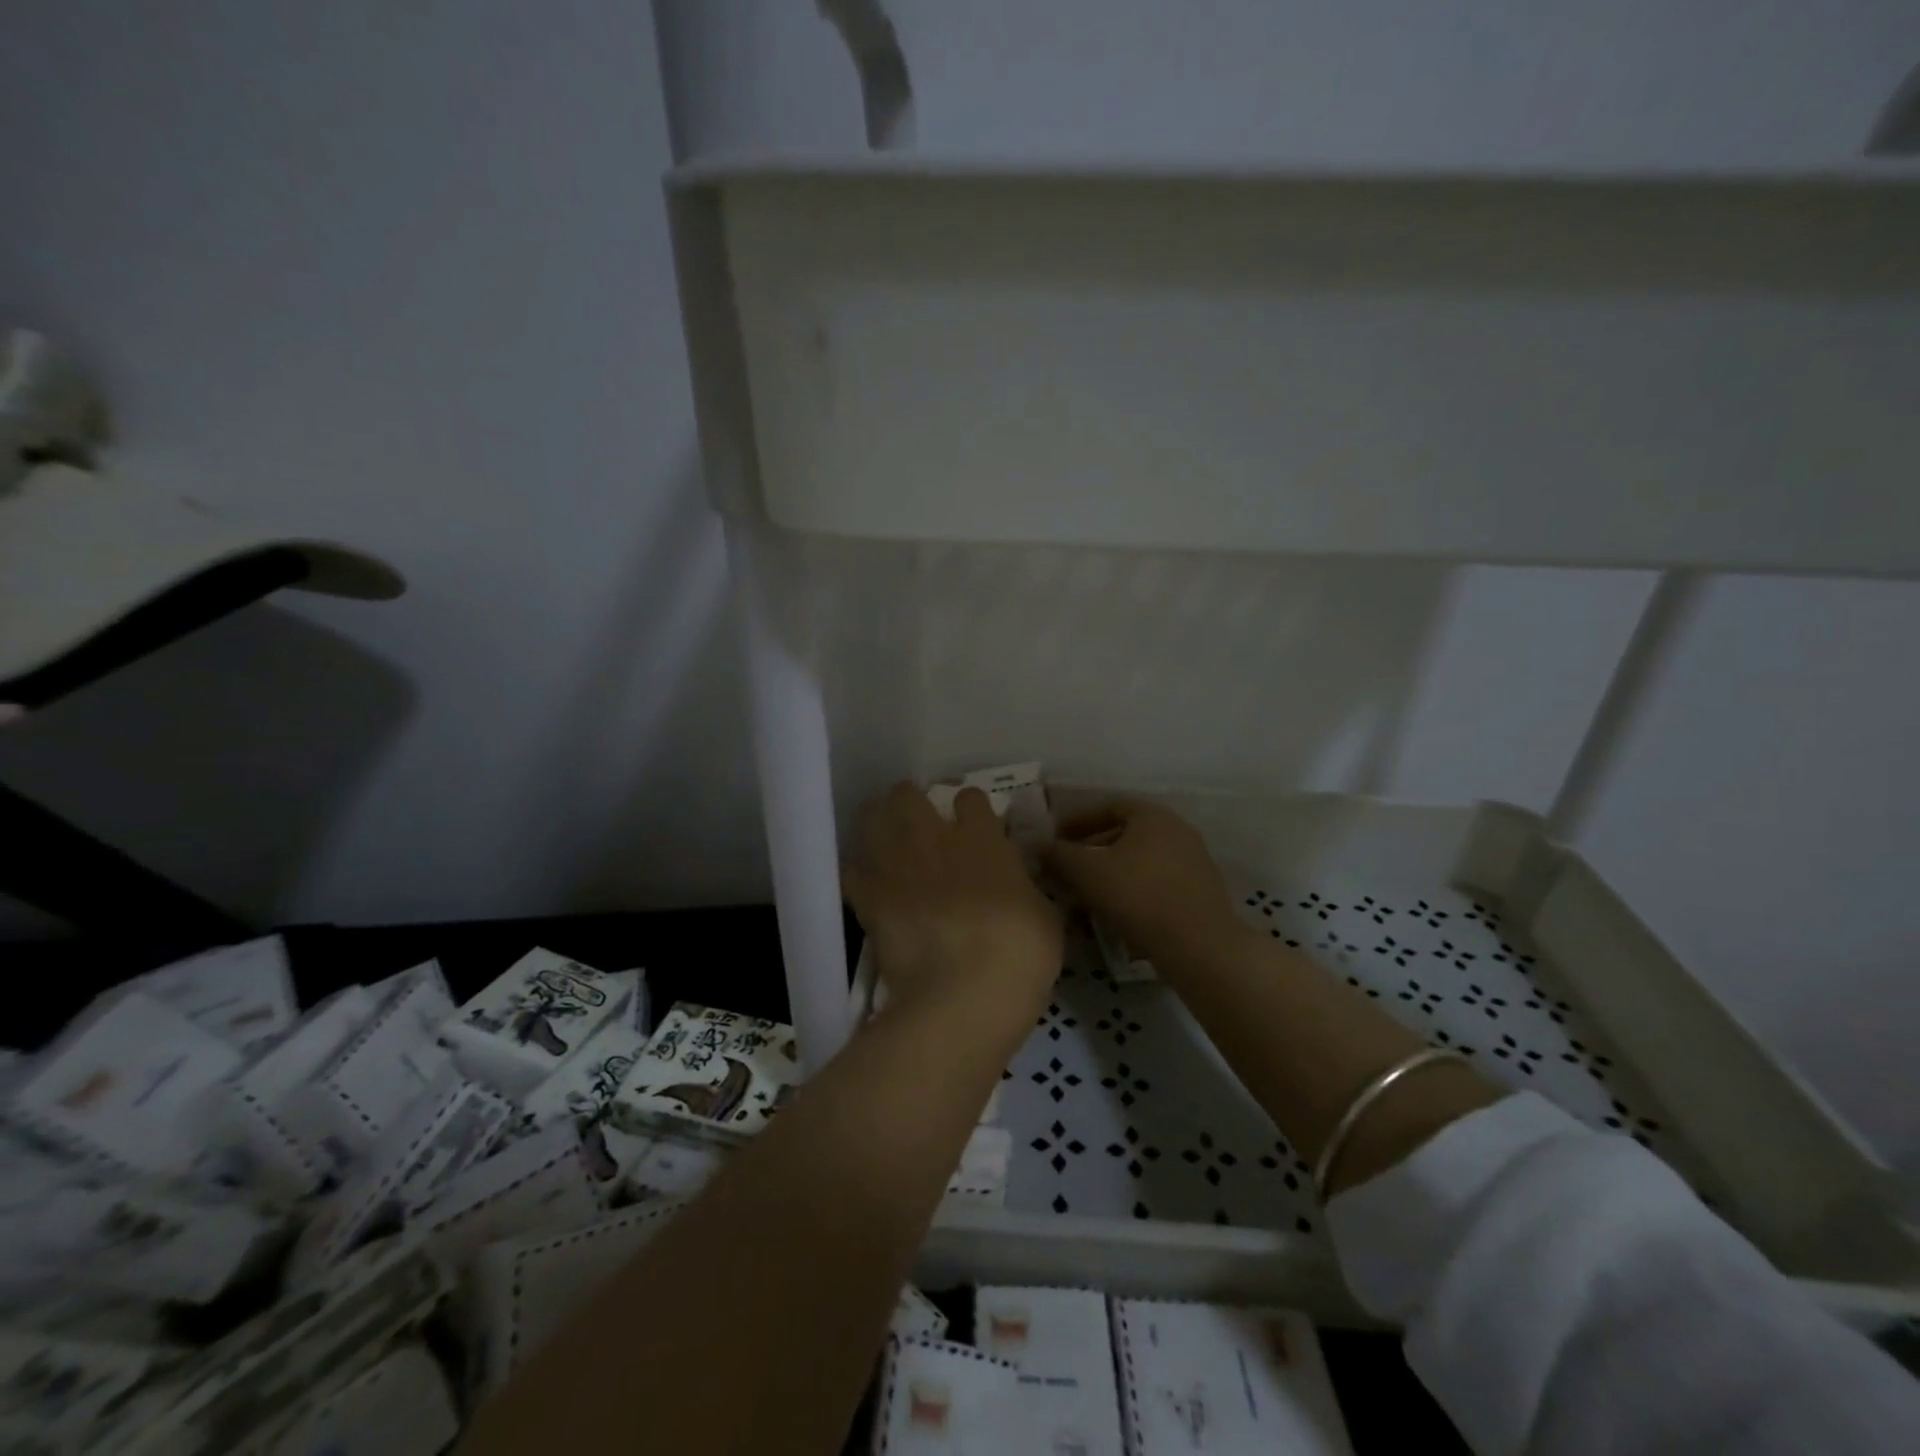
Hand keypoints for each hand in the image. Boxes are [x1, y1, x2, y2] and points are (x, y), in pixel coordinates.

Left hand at [843, 783, 1062, 1013]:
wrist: (963, 994)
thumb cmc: (1019, 954)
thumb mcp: (1044, 917)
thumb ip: (1024, 888)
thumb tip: (1016, 885)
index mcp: (982, 839)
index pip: (971, 798)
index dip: (971, 808)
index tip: (973, 824)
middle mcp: (934, 839)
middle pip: (907, 795)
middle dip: (910, 802)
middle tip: (918, 823)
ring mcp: (896, 865)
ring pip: (872, 819)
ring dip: (878, 826)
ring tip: (886, 842)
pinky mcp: (869, 898)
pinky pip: (852, 871)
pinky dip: (859, 875)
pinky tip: (868, 886)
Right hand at [1044, 800, 1248, 972]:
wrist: (1199, 947)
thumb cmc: (1138, 897)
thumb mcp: (1087, 872)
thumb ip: (1060, 855)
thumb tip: (1042, 846)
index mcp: (1152, 815)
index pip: (1108, 806)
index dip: (1077, 821)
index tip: (1056, 840)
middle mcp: (1177, 830)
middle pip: (1126, 833)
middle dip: (1093, 848)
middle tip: (1068, 867)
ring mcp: (1194, 861)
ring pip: (1141, 859)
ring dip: (1113, 871)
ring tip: (1087, 893)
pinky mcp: (1201, 892)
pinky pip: (1157, 882)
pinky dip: (1134, 889)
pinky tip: (1116, 912)